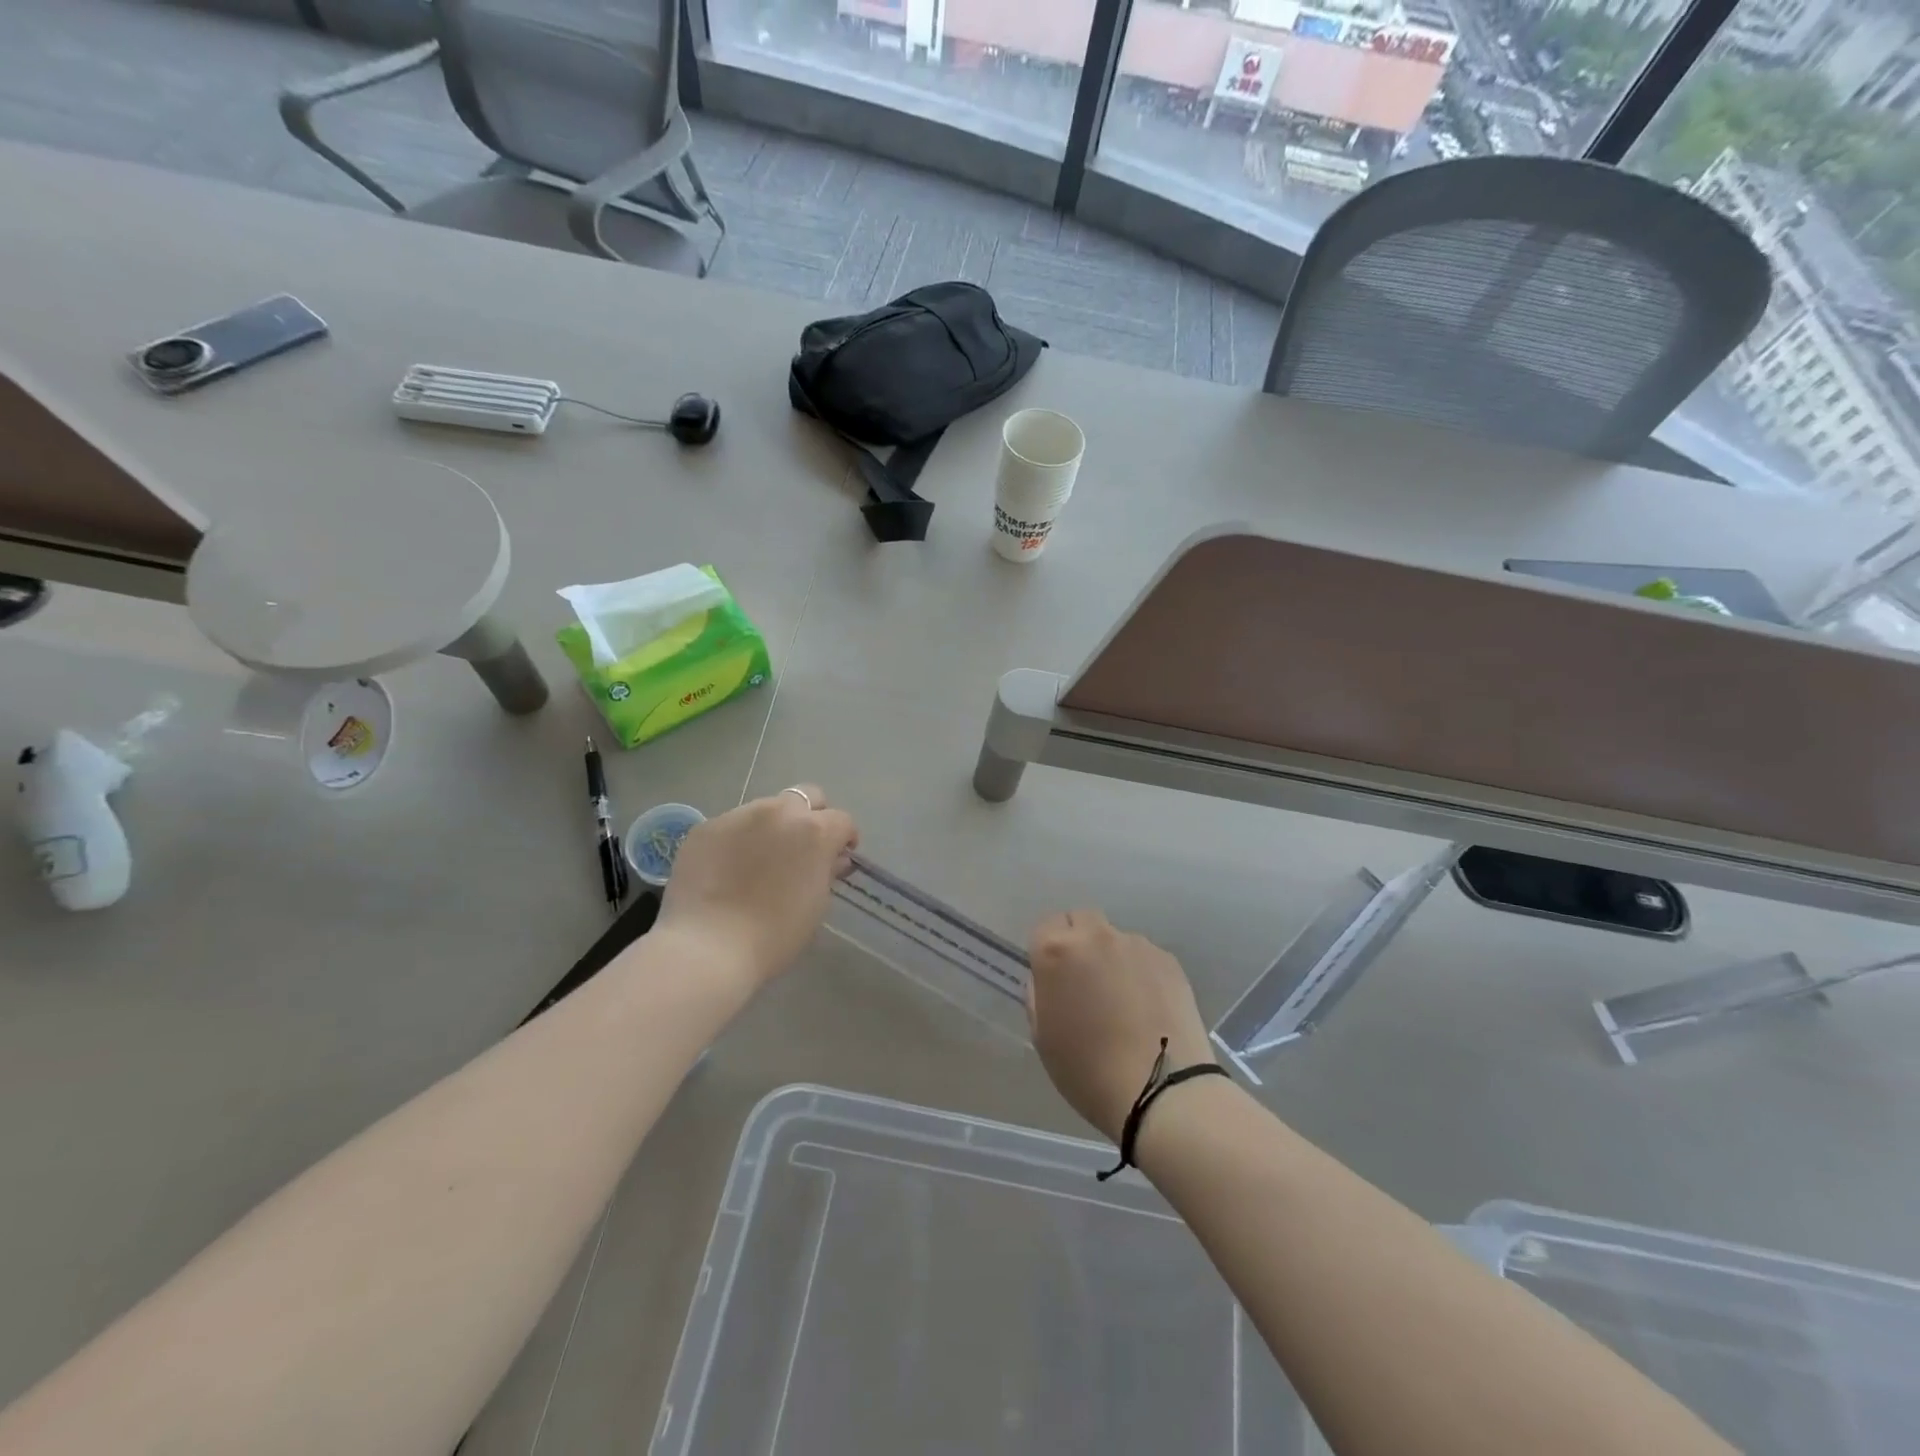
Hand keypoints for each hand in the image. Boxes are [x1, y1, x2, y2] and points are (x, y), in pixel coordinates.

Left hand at [657, 784, 857, 989]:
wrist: (707, 947)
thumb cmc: (774, 935)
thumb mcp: (816, 905)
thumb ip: (826, 872)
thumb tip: (830, 859)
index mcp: (814, 831)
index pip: (842, 820)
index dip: (843, 839)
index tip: (837, 859)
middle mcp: (779, 812)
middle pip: (806, 796)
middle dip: (812, 816)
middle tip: (803, 848)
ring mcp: (739, 815)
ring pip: (766, 808)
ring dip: (772, 826)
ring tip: (759, 860)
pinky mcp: (706, 827)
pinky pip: (731, 826)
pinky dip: (737, 840)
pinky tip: (727, 869)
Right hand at [1027, 909, 1214, 1143]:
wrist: (1162, 1090)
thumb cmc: (1088, 1070)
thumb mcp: (1043, 1037)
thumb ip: (1039, 995)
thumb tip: (1049, 979)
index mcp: (1057, 951)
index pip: (1044, 927)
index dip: (1047, 950)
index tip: (1053, 977)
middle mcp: (1096, 936)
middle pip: (1081, 920)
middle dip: (1078, 941)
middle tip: (1084, 980)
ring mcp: (1136, 944)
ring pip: (1114, 938)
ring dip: (1110, 957)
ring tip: (1122, 999)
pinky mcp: (1168, 959)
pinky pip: (1143, 956)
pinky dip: (1139, 971)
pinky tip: (1147, 1006)